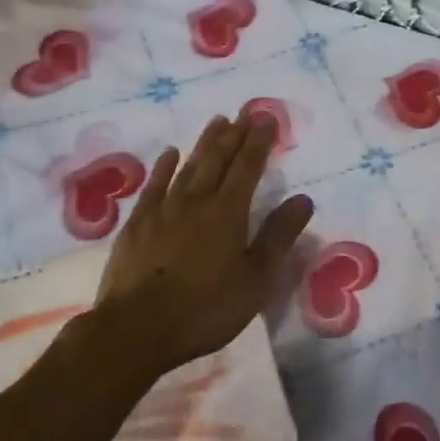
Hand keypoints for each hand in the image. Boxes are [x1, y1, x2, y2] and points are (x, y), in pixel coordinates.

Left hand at [94, 110, 313, 375]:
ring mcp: (163, 210)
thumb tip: (303, 199)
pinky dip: (164, 167)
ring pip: (188, 166)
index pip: (248, 167)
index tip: (267, 118)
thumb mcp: (255, 279)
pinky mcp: (137, 224)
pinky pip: (154, 185)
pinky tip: (170, 153)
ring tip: (217, 122)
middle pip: (218, 160)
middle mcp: (196, 201)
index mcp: (228, 212)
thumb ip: (278, 237)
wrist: (136, 329)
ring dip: (205, 143)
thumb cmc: (206, 308)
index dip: (259, 142)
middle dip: (234, 134)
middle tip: (244, 112)